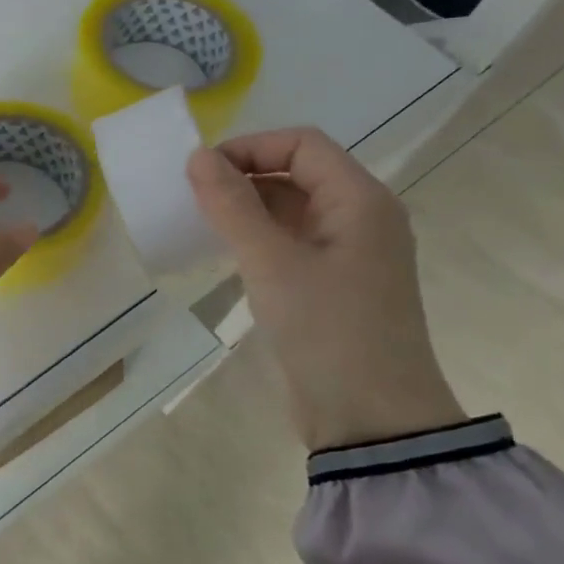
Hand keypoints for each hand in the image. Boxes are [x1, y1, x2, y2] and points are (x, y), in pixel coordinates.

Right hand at [187, 128, 462, 450]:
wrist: (371, 419)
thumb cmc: (327, 329)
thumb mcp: (272, 263)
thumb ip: (232, 205)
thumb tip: (198, 157)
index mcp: (360, 200)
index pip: (302, 144)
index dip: (250, 147)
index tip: (200, 172)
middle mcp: (360, 217)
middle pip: (298, 172)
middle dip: (244, 176)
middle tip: (193, 198)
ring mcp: (349, 253)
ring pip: (292, 209)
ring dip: (247, 208)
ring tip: (201, 223)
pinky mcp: (334, 285)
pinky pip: (291, 242)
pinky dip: (257, 238)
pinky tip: (225, 254)